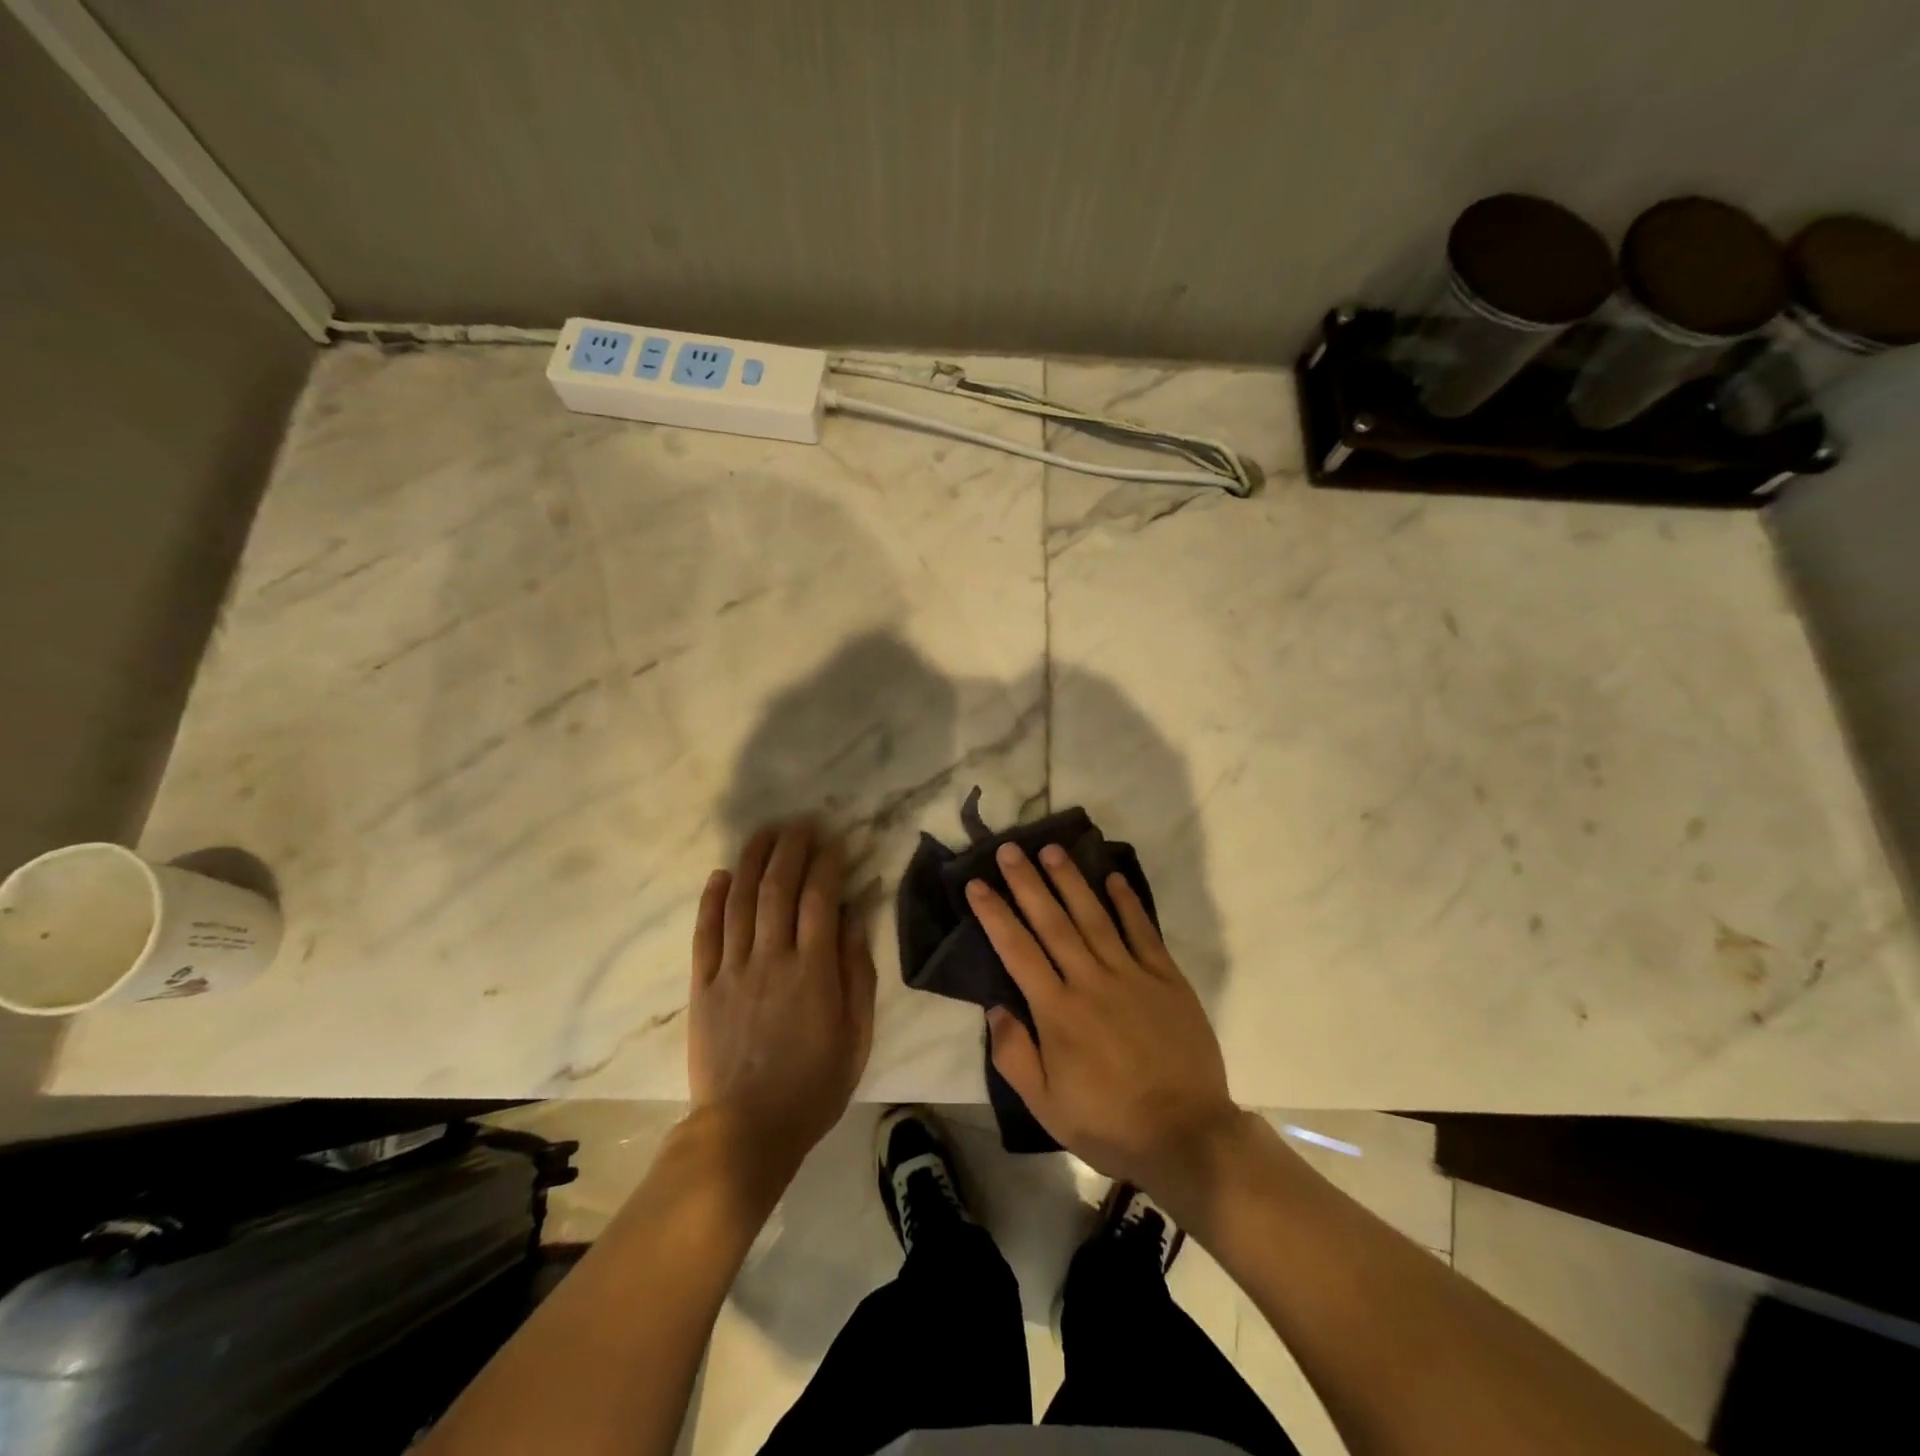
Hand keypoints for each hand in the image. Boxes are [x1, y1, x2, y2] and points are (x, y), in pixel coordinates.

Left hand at [688, 821, 876, 1184]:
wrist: (745, 1132)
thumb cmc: (813, 1086)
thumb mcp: (856, 1035)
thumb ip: (857, 973)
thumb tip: (854, 919)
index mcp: (813, 971)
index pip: (820, 899)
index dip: (828, 864)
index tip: (836, 841)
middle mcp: (770, 959)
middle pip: (777, 889)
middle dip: (790, 849)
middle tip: (801, 823)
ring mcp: (731, 971)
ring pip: (739, 901)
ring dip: (752, 861)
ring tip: (764, 832)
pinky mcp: (702, 987)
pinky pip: (705, 934)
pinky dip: (711, 900)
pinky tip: (719, 875)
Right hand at [968, 843, 1240, 1197]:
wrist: (1186, 1135)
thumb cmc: (1108, 1123)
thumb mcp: (1045, 1105)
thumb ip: (1014, 1054)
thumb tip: (994, 1007)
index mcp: (1057, 1011)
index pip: (1017, 950)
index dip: (994, 914)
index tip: (977, 884)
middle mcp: (1090, 981)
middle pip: (1052, 922)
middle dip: (1028, 882)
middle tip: (1010, 849)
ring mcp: (1132, 975)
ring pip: (1095, 917)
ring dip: (1071, 881)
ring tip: (1052, 850)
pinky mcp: (1166, 979)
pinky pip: (1143, 932)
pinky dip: (1128, 903)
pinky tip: (1113, 878)